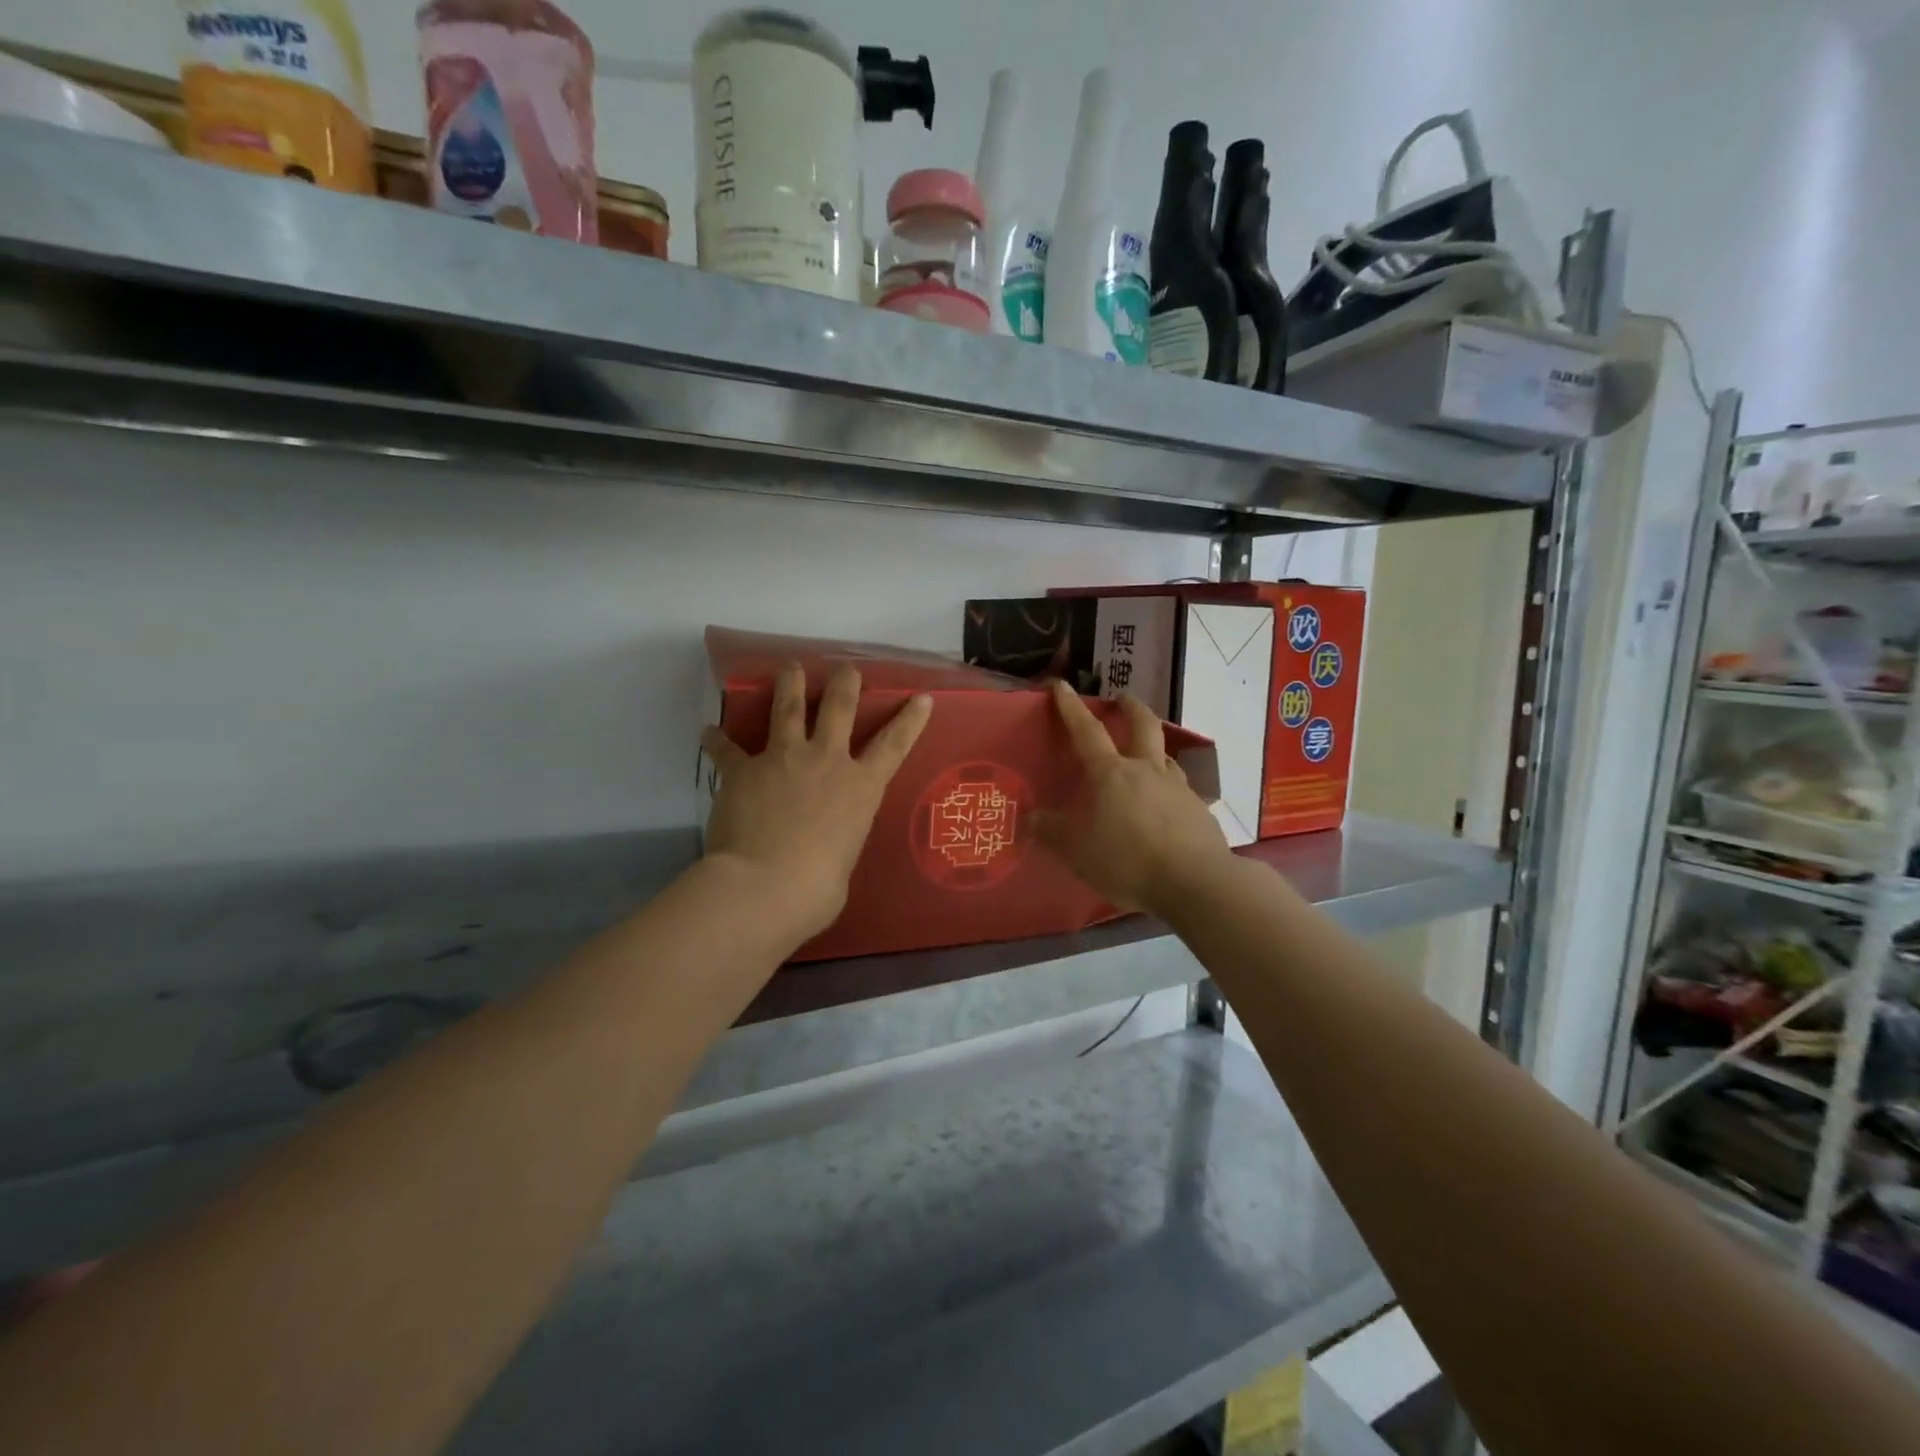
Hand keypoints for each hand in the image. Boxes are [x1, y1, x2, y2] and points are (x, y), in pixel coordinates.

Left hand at [701, 664, 932, 941]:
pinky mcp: (744, 770)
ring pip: (788, 709)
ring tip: (789, 668)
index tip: (922, 696)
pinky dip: (716, 741)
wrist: (766, 886)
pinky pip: (727, 750)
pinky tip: (707, 732)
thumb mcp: (844, 861)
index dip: (910, 719)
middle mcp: (826, 761)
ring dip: (789, 685)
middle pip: (839, 708)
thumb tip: (824, 849)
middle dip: (845, 683)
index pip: (894, 745)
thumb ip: (837, 843)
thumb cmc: (817, 889)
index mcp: (860, 788)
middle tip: (845, 669)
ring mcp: (784, 760)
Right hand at [1037, 679, 1230, 915]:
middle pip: (1143, 725)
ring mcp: (1178, 787)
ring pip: (1165, 755)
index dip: (1071, 707)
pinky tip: (1166, 806)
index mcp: (1111, 773)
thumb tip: (1033, 816)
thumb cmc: (1127, 860)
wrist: (1194, 882)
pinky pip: (1180, 789)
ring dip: (1153, 747)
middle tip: (1123, 699)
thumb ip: (1053, 831)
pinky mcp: (1199, 810)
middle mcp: (1147, 770)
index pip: (1086, 731)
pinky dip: (1169, 789)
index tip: (1062, 685)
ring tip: (1146, 755)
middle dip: (1131, 707)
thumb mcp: (1077, 851)